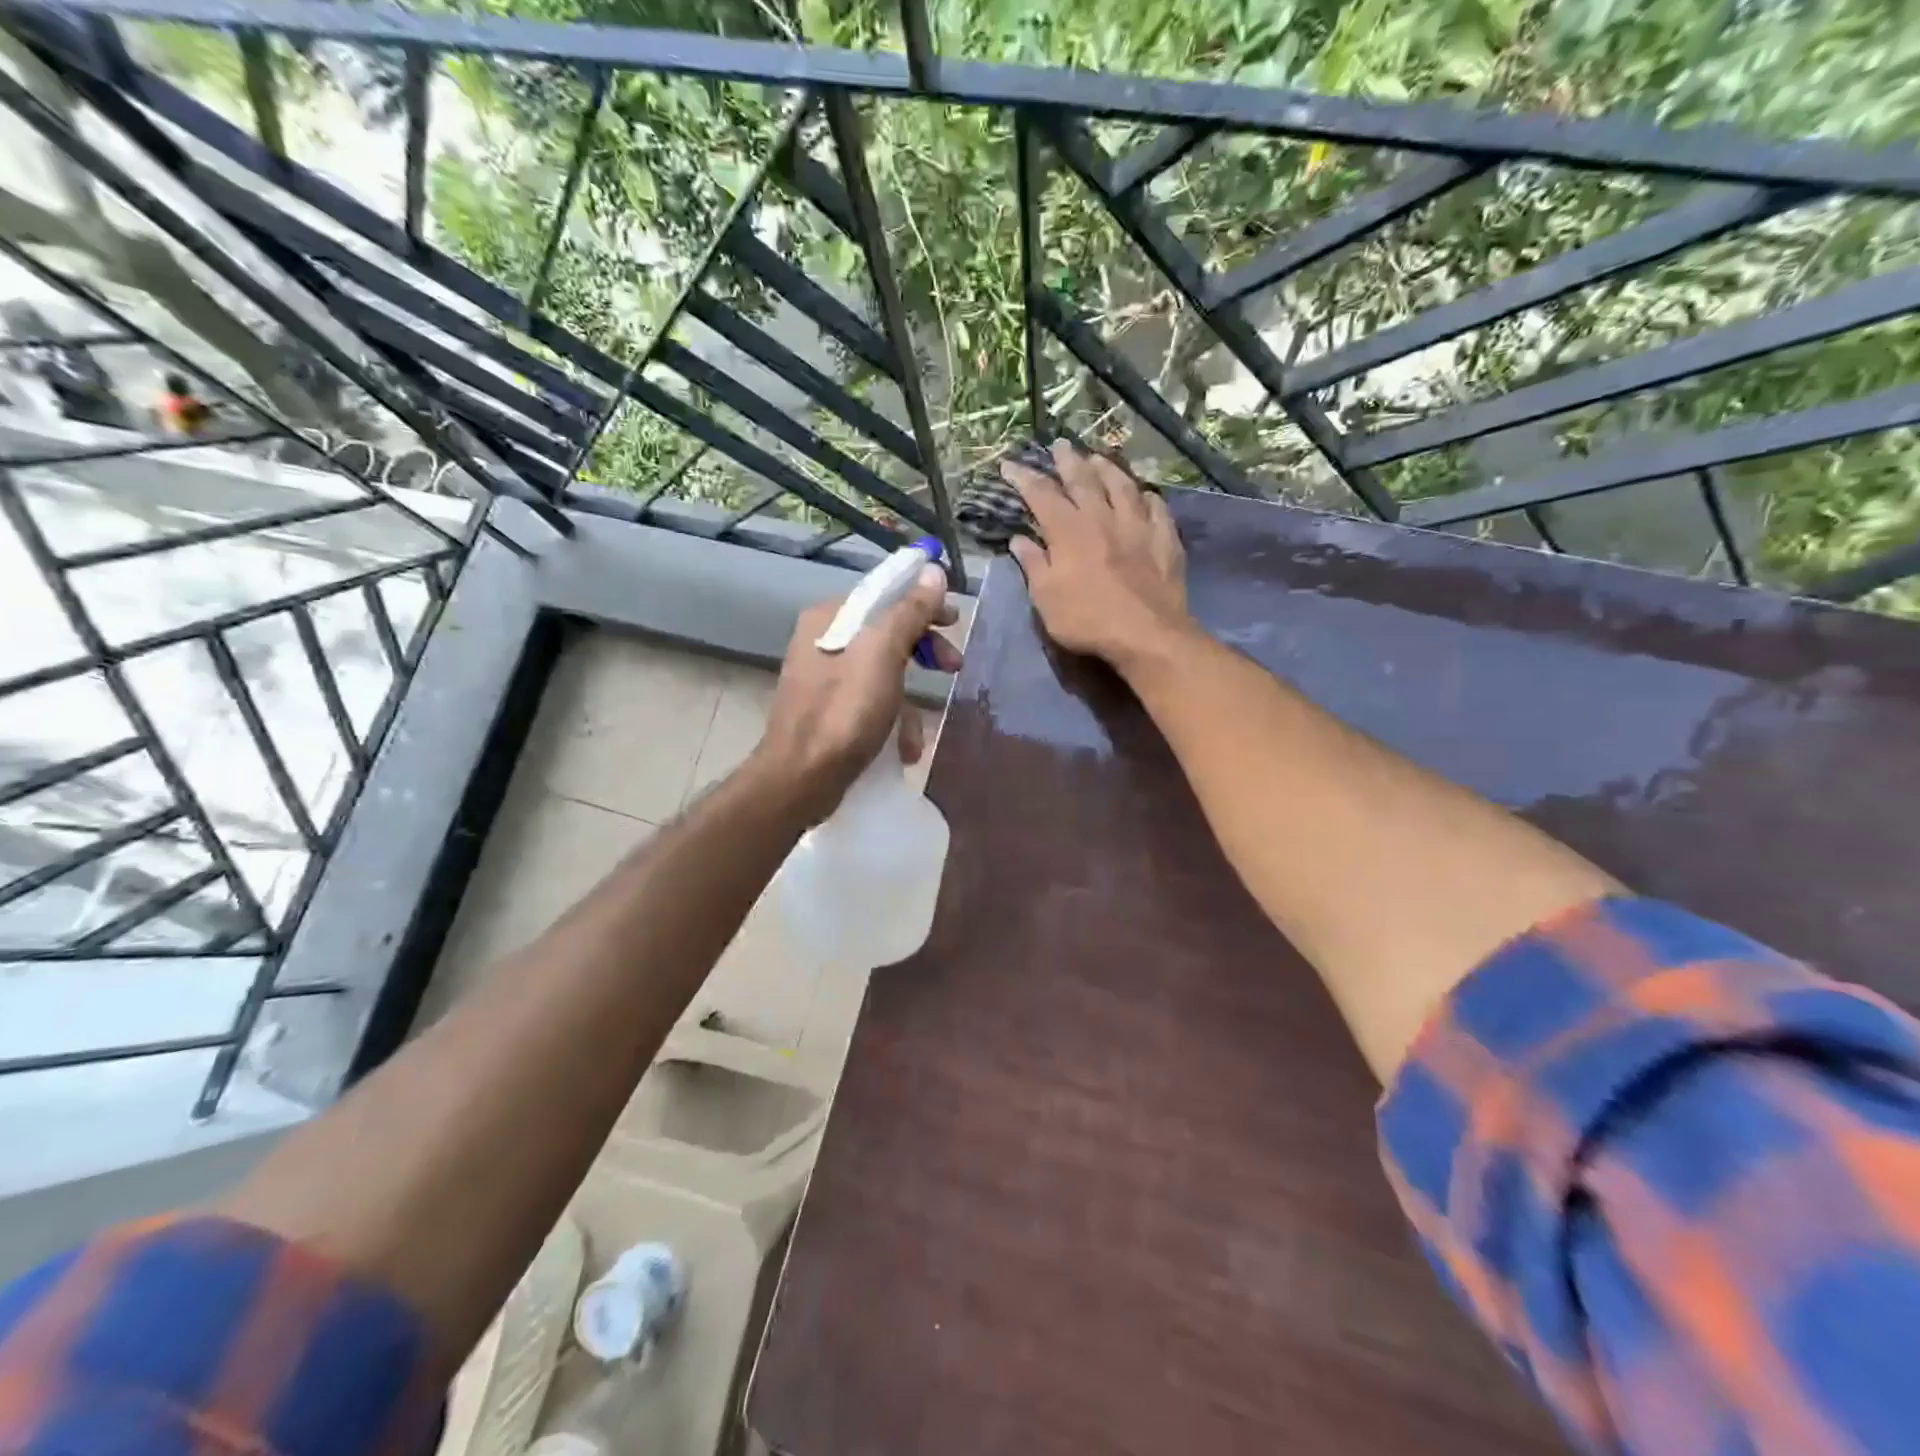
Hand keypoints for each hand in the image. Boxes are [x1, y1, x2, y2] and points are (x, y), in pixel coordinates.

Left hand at [754, 562, 962, 823]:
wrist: (802, 779)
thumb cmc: (844, 711)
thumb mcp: (883, 654)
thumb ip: (909, 612)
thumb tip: (933, 572)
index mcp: (830, 618)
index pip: (884, 594)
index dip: (923, 603)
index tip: (954, 621)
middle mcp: (823, 642)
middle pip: (886, 633)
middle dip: (923, 652)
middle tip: (954, 666)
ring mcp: (824, 680)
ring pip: (882, 674)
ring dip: (909, 701)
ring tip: (922, 729)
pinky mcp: (829, 714)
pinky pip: (870, 705)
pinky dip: (891, 722)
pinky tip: (903, 749)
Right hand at [1002, 440, 1192, 671]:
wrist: (1146, 633)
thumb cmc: (1087, 620)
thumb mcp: (1046, 598)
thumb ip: (1032, 564)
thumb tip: (1017, 539)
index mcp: (1068, 530)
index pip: (1040, 494)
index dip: (1023, 477)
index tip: (1009, 464)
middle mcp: (1101, 516)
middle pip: (1083, 478)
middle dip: (1067, 460)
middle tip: (1059, 445)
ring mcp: (1136, 524)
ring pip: (1121, 484)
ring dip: (1106, 468)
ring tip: (1097, 458)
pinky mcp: (1164, 537)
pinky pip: (1155, 506)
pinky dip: (1145, 495)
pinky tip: (1143, 493)